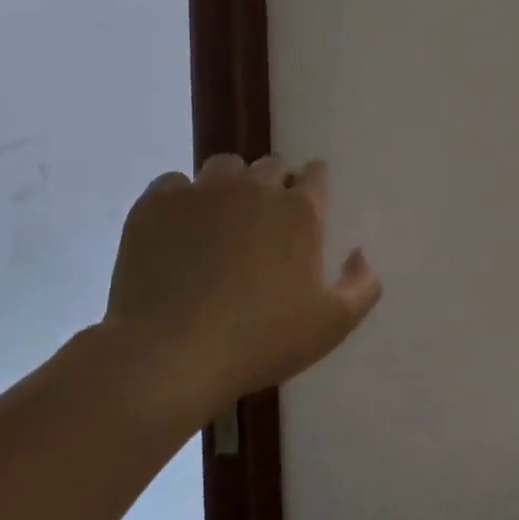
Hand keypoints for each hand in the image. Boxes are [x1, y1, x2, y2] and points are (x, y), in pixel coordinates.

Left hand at [102, 155, 382, 408]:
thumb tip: (359, 255)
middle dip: (273, 184)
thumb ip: (362, 286)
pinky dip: (181, 199)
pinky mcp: (157, 205)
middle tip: (264, 222)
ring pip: (224, 167)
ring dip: (230, 184)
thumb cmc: (260, 340)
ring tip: (220, 219)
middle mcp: (255, 188)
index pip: (315, 174)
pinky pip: (173, 183)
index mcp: (299, 211)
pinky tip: (178, 230)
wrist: (170, 354)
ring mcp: (203, 192)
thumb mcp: (332, 325)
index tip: (306, 207)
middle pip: (271, 165)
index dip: (313, 186)